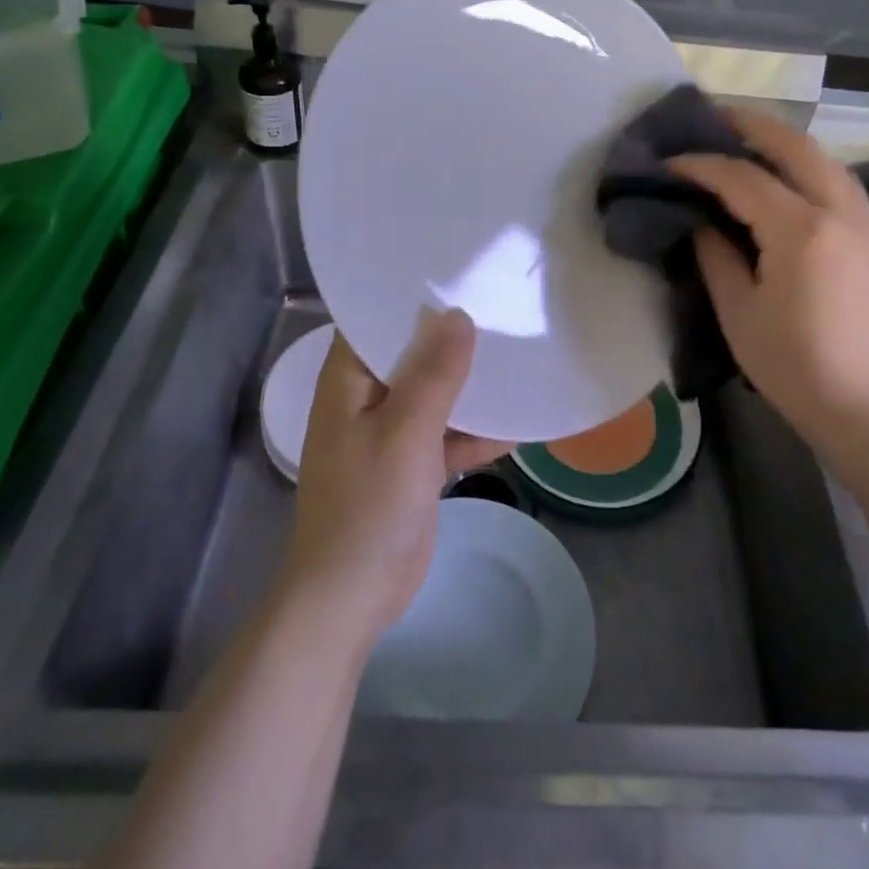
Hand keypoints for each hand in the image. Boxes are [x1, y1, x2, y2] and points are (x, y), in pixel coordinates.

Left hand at [278, 310, 504, 646]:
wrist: (351, 598)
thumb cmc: (368, 505)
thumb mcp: (406, 431)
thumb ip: (435, 373)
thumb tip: (459, 315)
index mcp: (349, 381)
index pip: (374, 320)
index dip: (410, 296)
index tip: (454, 271)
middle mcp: (367, 398)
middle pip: (412, 354)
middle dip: (452, 337)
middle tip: (499, 304)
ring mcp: (391, 433)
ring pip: (435, 394)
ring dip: (470, 384)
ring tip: (518, 353)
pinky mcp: (412, 465)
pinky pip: (447, 434)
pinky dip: (476, 430)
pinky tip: (519, 421)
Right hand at [669, 107, 868, 448]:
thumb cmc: (794, 366)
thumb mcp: (738, 312)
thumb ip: (716, 255)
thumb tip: (702, 221)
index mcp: (801, 230)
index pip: (742, 178)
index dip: (701, 165)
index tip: (668, 162)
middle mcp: (839, 212)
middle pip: (794, 146)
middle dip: (751, 125)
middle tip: (713, 116)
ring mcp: (865, 222)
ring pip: (824, 159)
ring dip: (784, 141)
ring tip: (747, 137)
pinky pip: (839, 182)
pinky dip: (808, 165)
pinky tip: (787, 175)